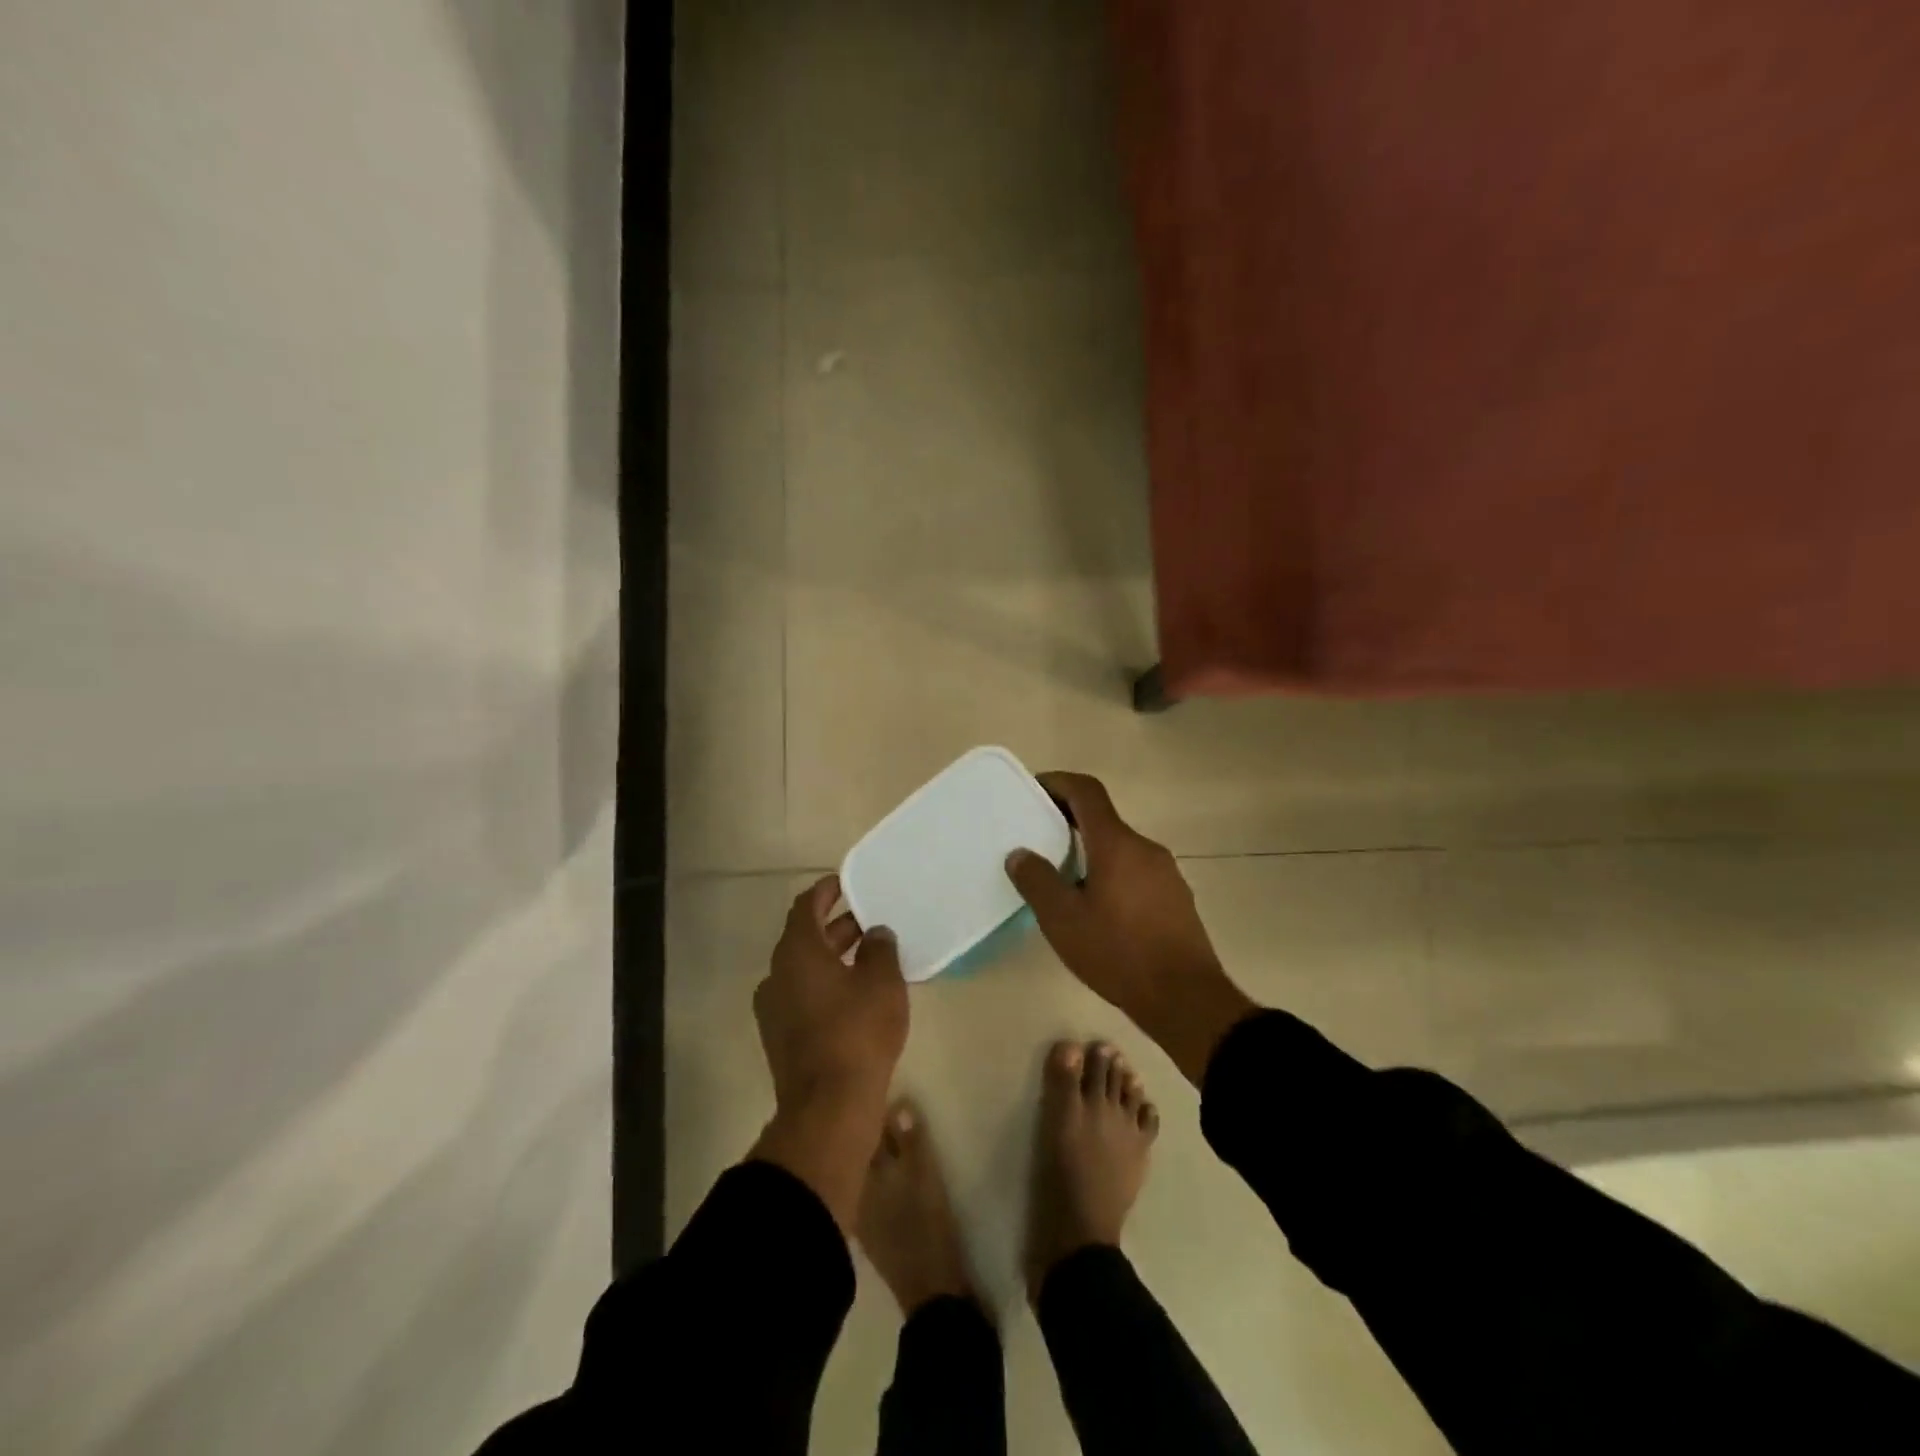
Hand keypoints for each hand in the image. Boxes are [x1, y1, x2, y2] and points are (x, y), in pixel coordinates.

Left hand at [749, 876, 907, 1228]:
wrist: (829, 1107)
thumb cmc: (857, 1032)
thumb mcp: (882, 982)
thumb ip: (880, 948)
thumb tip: (875, 933)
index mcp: (797, 951)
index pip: (806, 907)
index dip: (826, 891)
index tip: (846, 884)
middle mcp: (777, 974)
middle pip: (805, 937)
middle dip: (837, 926)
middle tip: (869, 921)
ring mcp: (774, 1008)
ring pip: (804, 969)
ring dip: (832, 957)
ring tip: (869, 956)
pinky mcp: (780, 1036)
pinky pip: (803, 995)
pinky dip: (825, 984)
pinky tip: (855, 994)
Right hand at [1007, 772, 1254, 1085]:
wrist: (1185, 997)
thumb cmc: (1118, 952)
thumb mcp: (1063, 920)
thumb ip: (1037, 881)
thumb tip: (1020, 854)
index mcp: (1116, 843)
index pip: (1086, 791)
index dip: (1058, 783)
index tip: (1033, 789)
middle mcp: (1144, 848)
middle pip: (1103, 818)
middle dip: (1069, 820)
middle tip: (1038, 836)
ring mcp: (1166, 872)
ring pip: (1120, 847)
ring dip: (1090, 850)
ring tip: (1063, 877)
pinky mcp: (1176, 897)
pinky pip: (1136, 871)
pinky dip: (1111, 872)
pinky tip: (1097, 907)